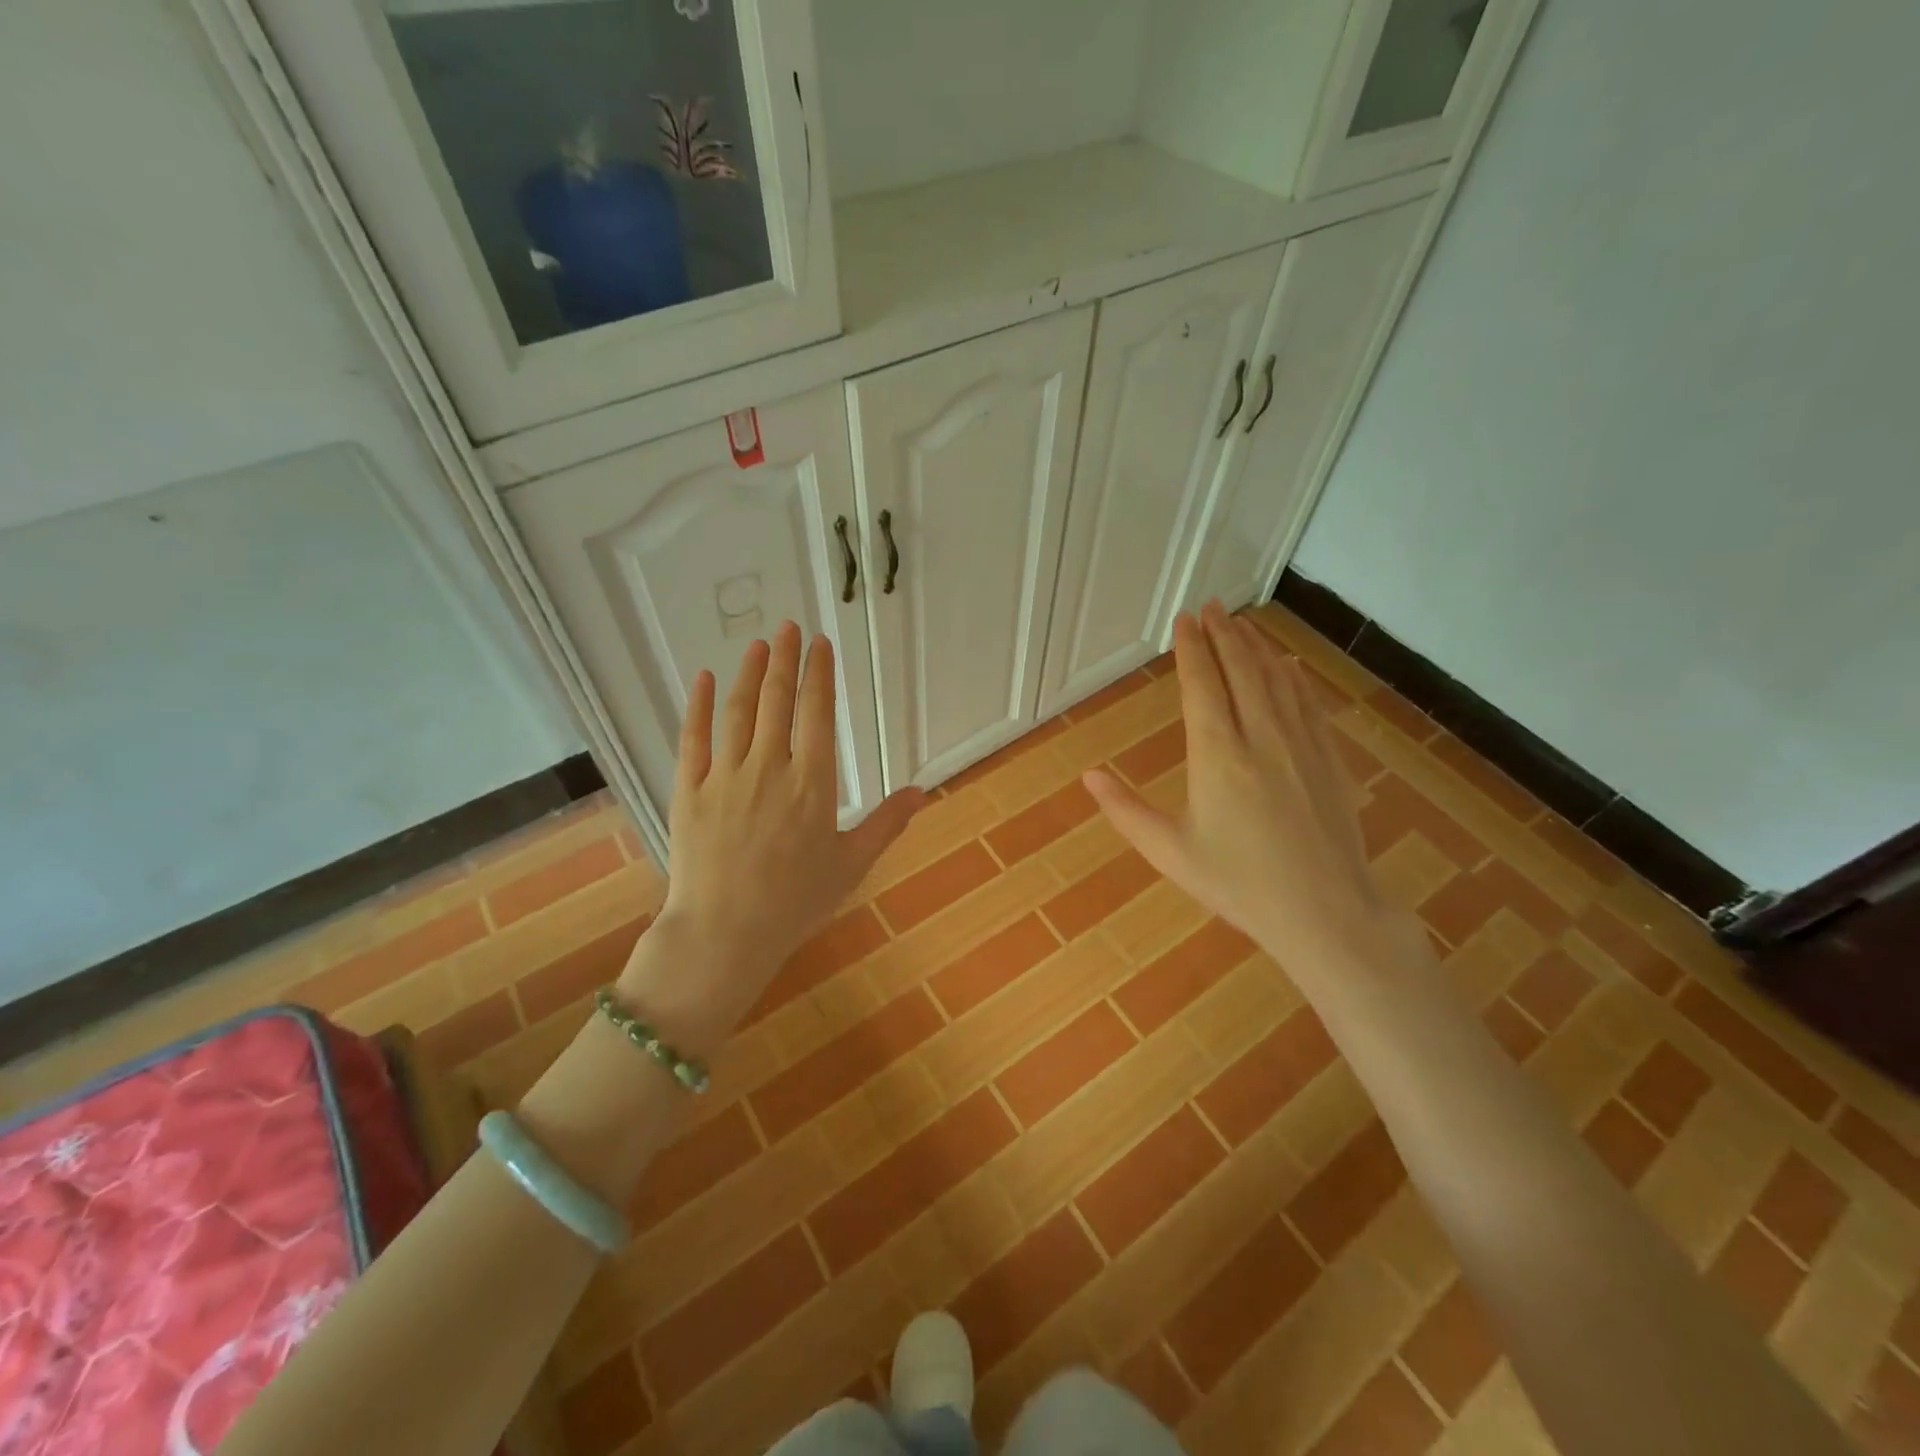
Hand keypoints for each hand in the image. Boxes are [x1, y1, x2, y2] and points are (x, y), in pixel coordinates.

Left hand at [619, 622, 923, 1050]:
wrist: (724, 933)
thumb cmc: (795, 902)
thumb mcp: (851, 864)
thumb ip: (886, 823)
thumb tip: (922, 791)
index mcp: (812, 783)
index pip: (817, 714)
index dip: (819, 674)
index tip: (819, 643)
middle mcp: (769, 768)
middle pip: (777, 701)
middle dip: (784, 660)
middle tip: (787, 627)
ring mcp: (725, 776)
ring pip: (738, 712)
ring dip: (749, 674)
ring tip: (757, 645)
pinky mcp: (688, 790)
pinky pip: (693, 738)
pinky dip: (697, 705)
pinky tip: (702, 678)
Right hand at [1084, 602, 1401, 974]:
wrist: (1325, 912)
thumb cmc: (1238, 884)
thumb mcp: (1170, 852)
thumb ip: (1125, 811)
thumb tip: (1088, 776)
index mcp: (1217, 756)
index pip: (1201, 686)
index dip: (1191, 649)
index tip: (1184, 620)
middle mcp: (1260, 737)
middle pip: (1241, 670)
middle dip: (1224, 634)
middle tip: (1212, 606)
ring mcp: (1301, 745)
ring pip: (1277, 680)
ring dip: (1257, 647)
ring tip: (1242, 623)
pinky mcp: (1328, 759)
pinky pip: (1309, 704)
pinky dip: (1294, 677)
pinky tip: (1289, 665)